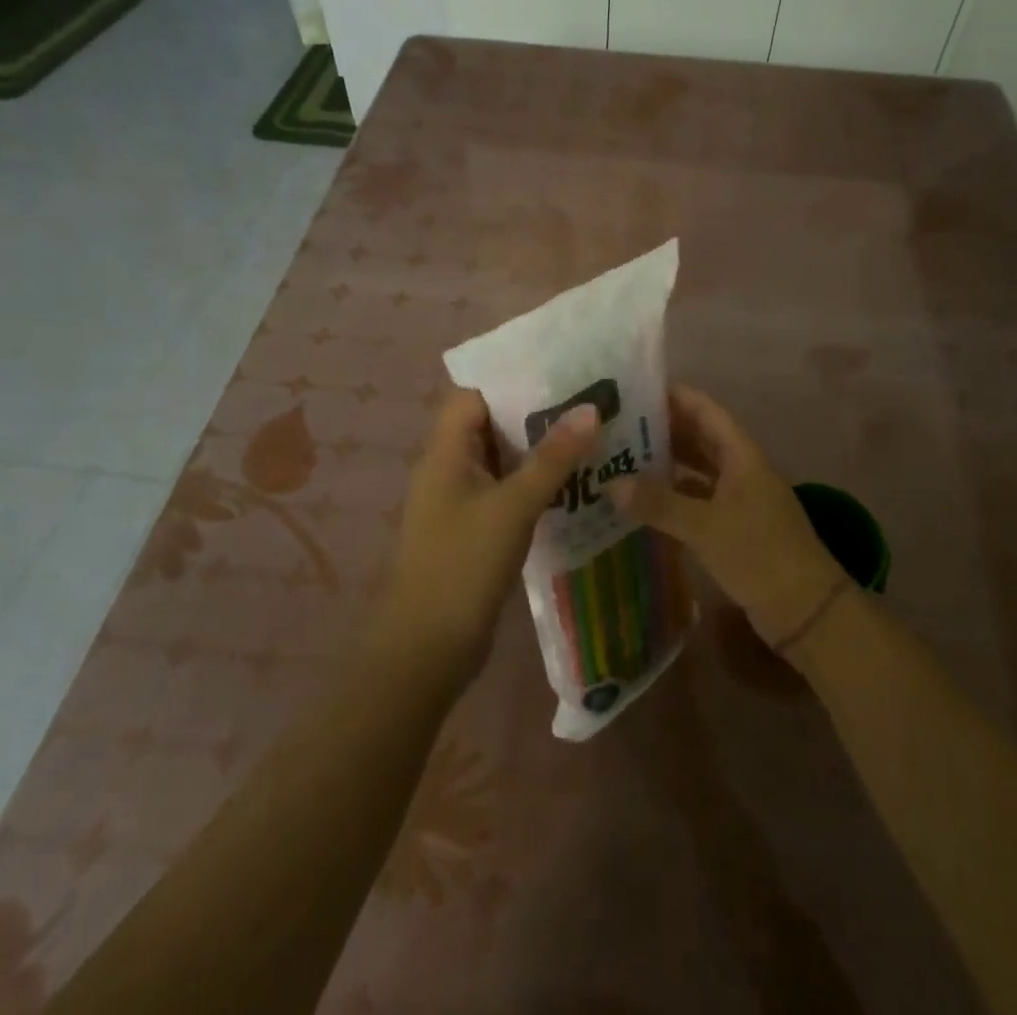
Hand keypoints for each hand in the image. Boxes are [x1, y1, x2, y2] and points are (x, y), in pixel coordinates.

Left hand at [376, 388, 599, 685]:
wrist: (425, 650)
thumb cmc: (462, 566)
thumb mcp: (512, 506)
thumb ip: (552, 457)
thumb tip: (590, 409)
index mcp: (445, 451)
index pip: (474, 393)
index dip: (511, 376)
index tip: (559, 367)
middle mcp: (449, 467)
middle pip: (491, 422)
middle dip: (535, 409)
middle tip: (588, 396)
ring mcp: (461, 500)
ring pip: (502, 457)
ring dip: (539, 446)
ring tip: (590, 430)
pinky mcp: (475, 528)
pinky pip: (507, 489)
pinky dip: (535, 480)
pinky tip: (575, 480)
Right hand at [614, 387, 844, 651]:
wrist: (807, 611)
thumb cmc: (760, 555)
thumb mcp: (706, 527)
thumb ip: (659, 504)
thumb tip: (612, 484)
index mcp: (741, 456)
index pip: (705, 411)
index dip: (675, 397)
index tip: (636, 390)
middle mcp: (740, 470)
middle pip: (699, 439)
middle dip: (663, 430)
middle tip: (618, 426)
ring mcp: (739, 500)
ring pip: (697, 471)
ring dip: (666, 465)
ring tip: (623, 460)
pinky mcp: (734, 528)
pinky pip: (698, 502)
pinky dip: (674, 499)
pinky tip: (644, 504)